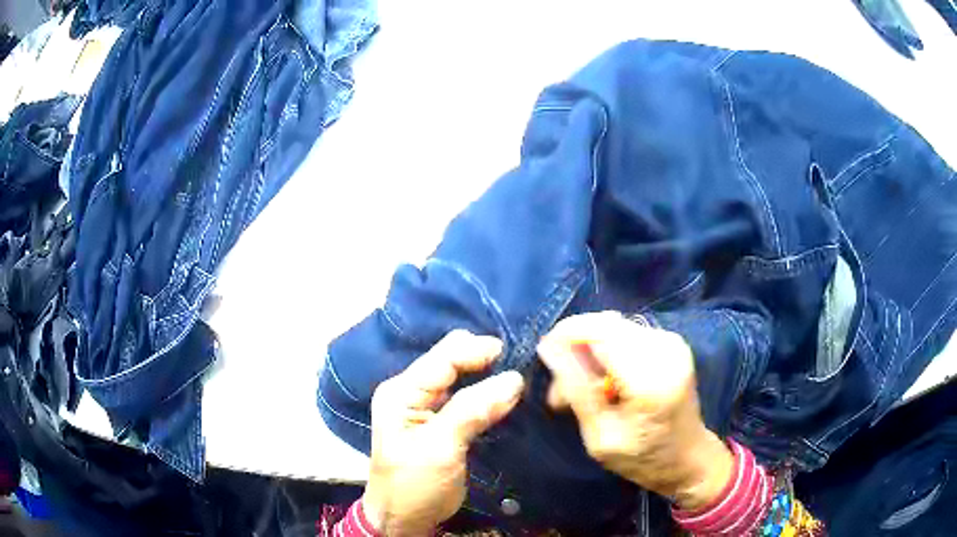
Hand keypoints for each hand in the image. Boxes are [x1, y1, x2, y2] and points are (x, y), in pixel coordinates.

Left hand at [363, 331, 524, 535]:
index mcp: (401, 392)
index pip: (442, 359)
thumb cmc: (414, 486)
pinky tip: (504, 395)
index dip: (475, 350)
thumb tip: (514, 379)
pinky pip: (465, 397)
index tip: (511, 352)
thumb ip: (472, 411)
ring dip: (486, 376)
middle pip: (449, 361)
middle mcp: (410, 392)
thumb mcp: (440, 449)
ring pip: (460, 378)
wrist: (403, 519)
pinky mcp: (440, 422)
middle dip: (482, 359)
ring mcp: (424, 407)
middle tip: (517, 365)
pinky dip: (485, 394)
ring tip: (517, 377)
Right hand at [537, 311, 732, 510]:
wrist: (689, 458)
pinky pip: (626, 334)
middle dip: (576, 346)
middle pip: (605, 324)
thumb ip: (577, 389)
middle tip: (562, 386)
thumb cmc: (643, 458)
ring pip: (613, 327)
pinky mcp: (671, 342)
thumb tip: (548, 347)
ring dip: (591, 351)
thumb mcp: (600, 437)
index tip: (544, 355)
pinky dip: (608, 352)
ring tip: (583, 389)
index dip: (566, 335)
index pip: (599, 330)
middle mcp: (665, 349)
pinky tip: (605, 381)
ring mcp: (672, 342)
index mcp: (650, 377)